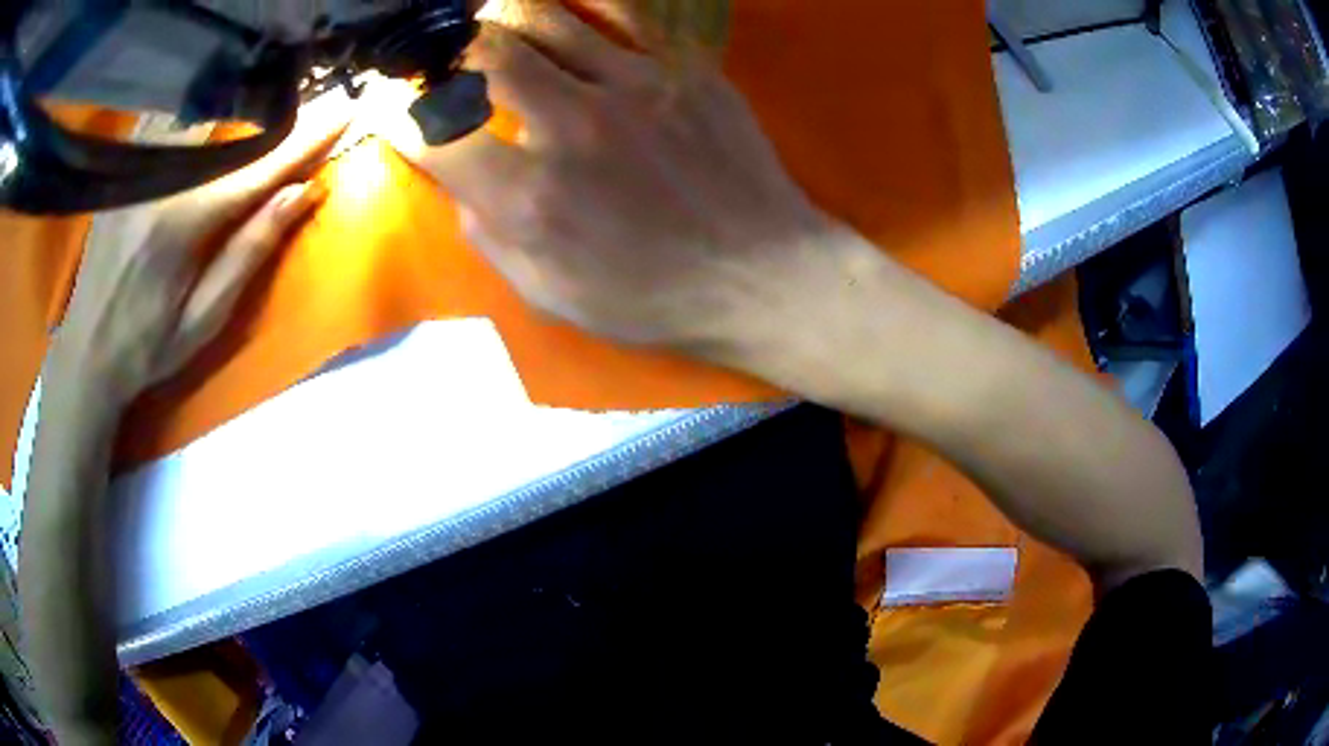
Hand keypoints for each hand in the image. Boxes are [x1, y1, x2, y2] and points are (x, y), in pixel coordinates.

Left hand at [55, 104, 347, 402]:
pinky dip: (198, 103)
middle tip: (316, 97)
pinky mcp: (123, 167)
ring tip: (272, 91)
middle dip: (277, 109)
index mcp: (179, 224)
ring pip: (197, 110)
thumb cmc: (146, 348)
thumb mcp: (203, 319)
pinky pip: (168, 116)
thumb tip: (301, 193)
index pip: (256, 169)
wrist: (85, 353)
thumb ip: (248, 252)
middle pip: (229, 126)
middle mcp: (157, 180)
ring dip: (239, 98)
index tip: (346, 110)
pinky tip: (216, 99)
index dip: (303, 140)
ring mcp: (135, 168)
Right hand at [404, 5, 838, 352]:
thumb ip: (490, 237)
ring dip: (501, 16)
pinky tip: (558, 4)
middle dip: (446, 48)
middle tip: (440, 52)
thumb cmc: (656, 299)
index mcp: (531, 199)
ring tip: (486, 23)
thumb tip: (460, 182)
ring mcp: (634, 86)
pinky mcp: (682, 68)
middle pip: (482, 54)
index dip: (396, 111)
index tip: (389, 102)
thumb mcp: (552, 295)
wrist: (763, 276)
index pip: (434, 132)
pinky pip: (622, 9)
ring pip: (543, 18)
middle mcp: (572, 127)